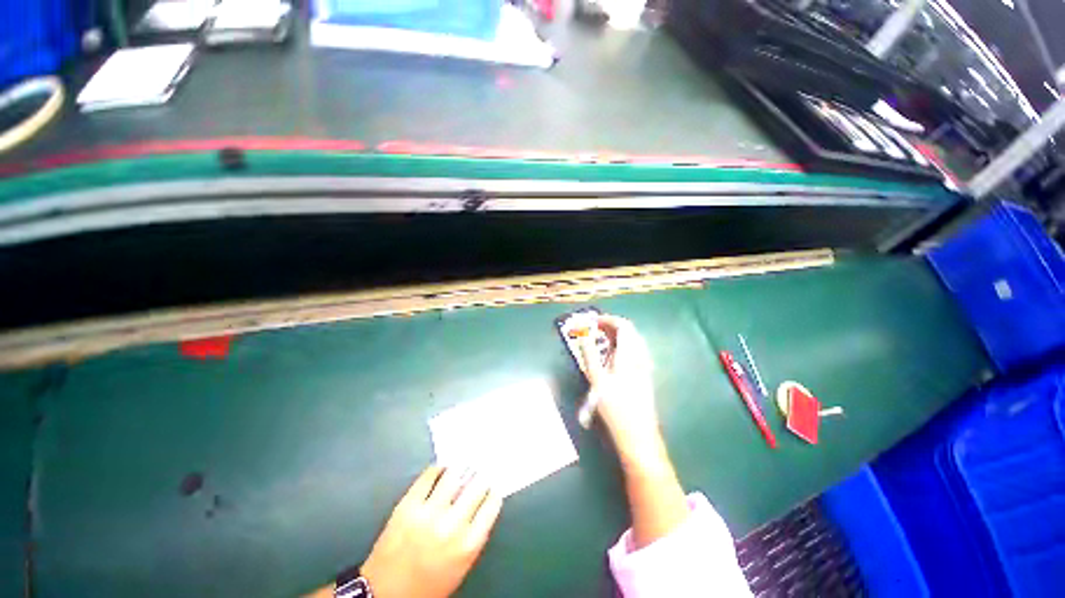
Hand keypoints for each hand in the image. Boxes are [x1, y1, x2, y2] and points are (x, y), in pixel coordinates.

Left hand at [361, 466, 502, 597]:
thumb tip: (483, 500)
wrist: (385, 593)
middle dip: (481, 476)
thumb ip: (475, 534)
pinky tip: (442, 470)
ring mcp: (428, 512)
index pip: (492, 503)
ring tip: (463, 465)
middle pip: (477, 485)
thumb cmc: (429, 583)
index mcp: (468, 544)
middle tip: (481, 469)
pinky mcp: (407, 504)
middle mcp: (452, 524)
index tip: (493, 483)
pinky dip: (438, 469)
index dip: (494, 489)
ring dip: (461, 468)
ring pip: (454, 475)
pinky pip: (429, 475)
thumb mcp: (461, 565)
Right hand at [578, 315, 667, 470]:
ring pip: (633, 341)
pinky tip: (612, 356)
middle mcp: (640, 357)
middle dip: (611, 326)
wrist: (638, 435)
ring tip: (600, 340)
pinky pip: (635, 351)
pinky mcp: (645, 375)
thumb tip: (583, 335)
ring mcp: (645, 367)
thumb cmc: (615, 408)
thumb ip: (590, 355)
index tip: (592, 321)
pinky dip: (622, 346)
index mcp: (630, 356)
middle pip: (630, 331)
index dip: (608, 320)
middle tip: (594, 329)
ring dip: (617, 336)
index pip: (623, 326)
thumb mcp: (597, 380)